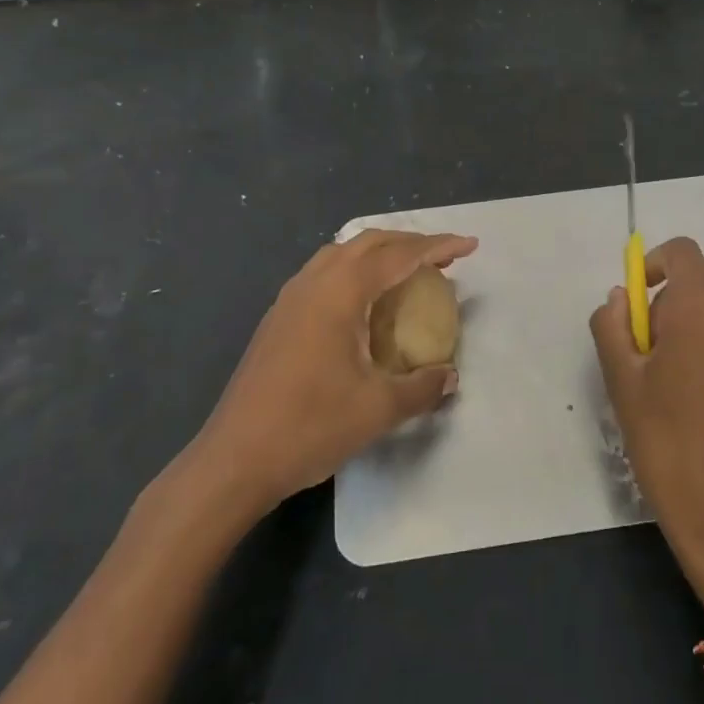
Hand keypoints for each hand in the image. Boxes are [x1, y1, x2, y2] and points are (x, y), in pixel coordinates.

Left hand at [182, 229, 476, 513]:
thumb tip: (449, 376)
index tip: (470, 245)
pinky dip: (355, 271)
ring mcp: (290, 298)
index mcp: (340, 292)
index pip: (398, 255)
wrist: (234, 460)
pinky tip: (364, 302)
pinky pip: (325, 273)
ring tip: (407, 272)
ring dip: (379, 253)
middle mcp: (313, 282)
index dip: (438, 246)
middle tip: (444, 258)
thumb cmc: (310, 426)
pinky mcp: (278, 318)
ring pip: (342, 254)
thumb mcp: (378, 409)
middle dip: (410, 243)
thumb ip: (421, 387)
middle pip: (369, 242)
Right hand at [590, 237, 703, 637]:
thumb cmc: (665, 438)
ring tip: (670, 371)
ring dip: (692, 318)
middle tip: (646, 345)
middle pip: (702, 276)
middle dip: (669, 295)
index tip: (634, 303)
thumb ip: (612, 324)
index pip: (681, 252)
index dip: (653, 265)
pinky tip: (699, 389)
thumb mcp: (621, 379)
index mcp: (701, 305)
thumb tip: (619, 298)